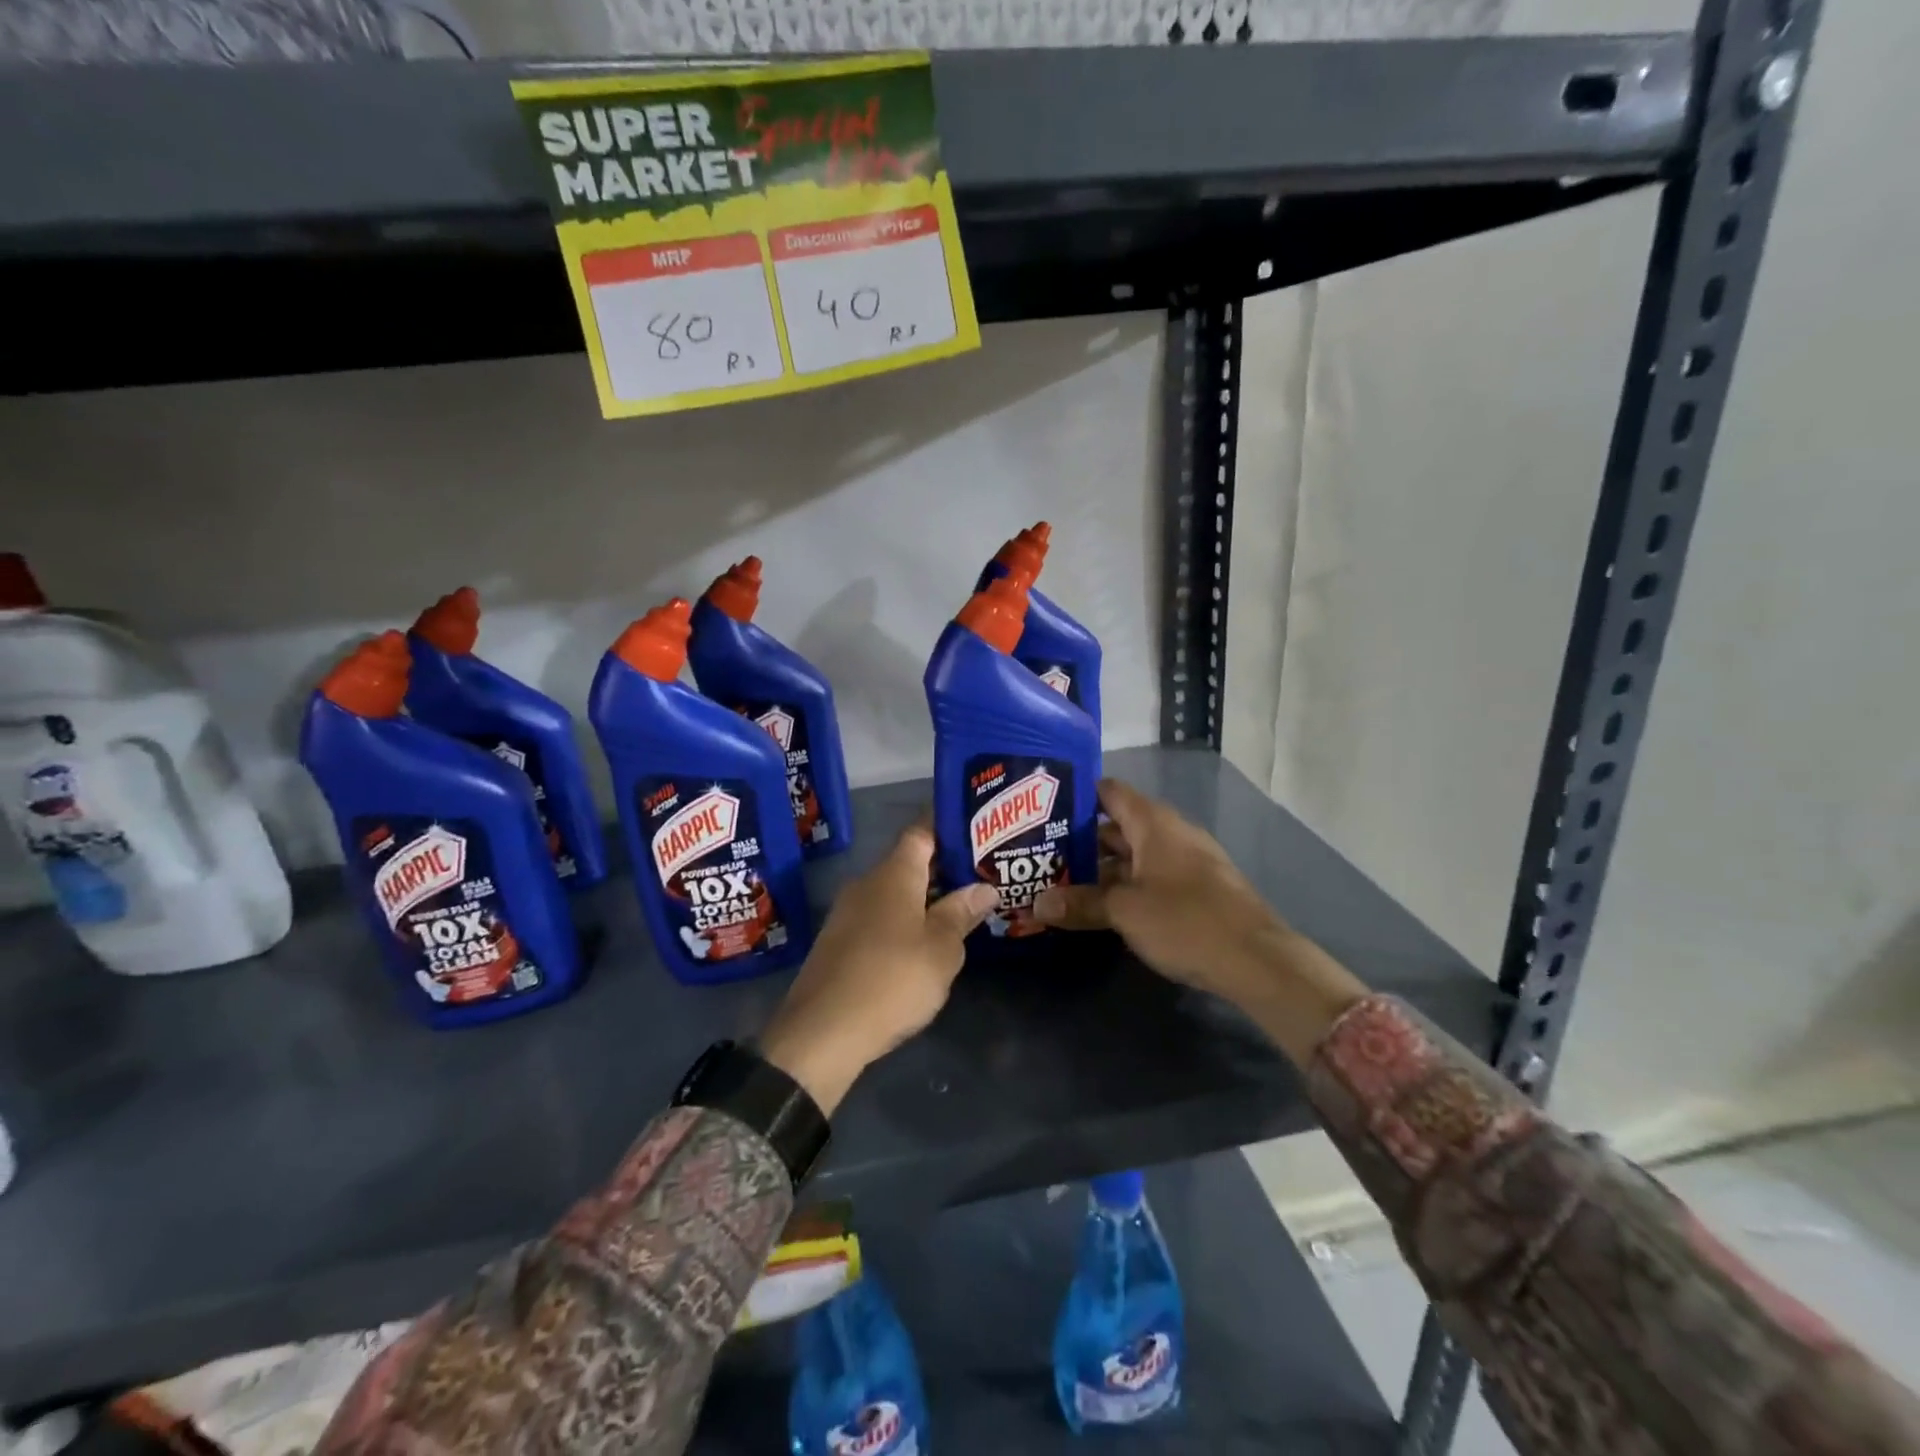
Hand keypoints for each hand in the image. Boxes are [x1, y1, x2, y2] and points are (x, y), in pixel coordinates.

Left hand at [759, 822, 998, 1114]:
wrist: (821, 1033)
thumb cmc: (891, 980)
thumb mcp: (941, 950)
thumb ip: (962, 914)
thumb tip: (984, 887)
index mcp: (893, 874)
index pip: (921, 831)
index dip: (947, 824)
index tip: (977, 827)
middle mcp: (867, 883)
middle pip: (909, 862)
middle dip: (944, 867)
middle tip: (982, 873)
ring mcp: (848, 913)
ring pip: (895, 893)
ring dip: (925, 897)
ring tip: (962, 908)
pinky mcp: (840, 942)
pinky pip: (880, 917)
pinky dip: (906, 920)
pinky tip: (926, 942)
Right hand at [1034, 780, 1365, 1065]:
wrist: (1257, 961)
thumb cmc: (1186, 921)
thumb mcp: (1125, 912)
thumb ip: (1081, 903)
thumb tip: (1038, 904)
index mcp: (1153, 823)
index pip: (1109, 791)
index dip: (1077, 796)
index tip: (1043, 810)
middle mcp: (1171, 833)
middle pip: (1117, 826)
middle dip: (1081, 841)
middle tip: (1042, 854)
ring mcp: (1187, 862)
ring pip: (1134, 855)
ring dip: (1102, 869)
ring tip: (1061, 882)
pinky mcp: (1197, 890)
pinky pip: (1151, 877)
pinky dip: (1125, 886)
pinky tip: (1101, 907)